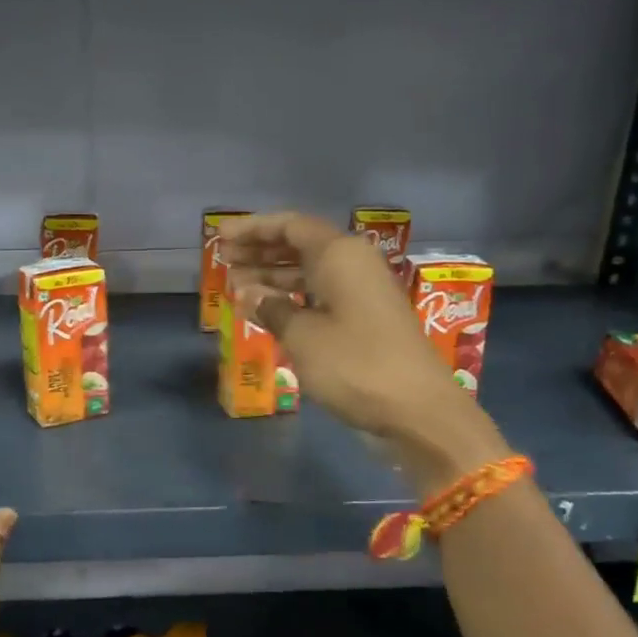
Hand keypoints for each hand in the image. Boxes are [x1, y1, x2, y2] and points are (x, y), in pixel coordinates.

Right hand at [223, 211, 509, 490]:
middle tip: (223, 262)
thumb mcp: (302, 336)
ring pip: (309, 273)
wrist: (417, 411)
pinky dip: (292, 300)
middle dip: (260, 252)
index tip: (221, 236)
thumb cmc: (355, 364)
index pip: (291, 225)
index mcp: (340, 255)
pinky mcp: (364, 321)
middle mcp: (353, 265)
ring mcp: (361, 294)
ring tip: (235, 288)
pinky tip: (267, 313)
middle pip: (300, 246)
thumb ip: (270, 308)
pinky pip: (320, 297)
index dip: (254, 228)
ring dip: (273, 278)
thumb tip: (245, 292)